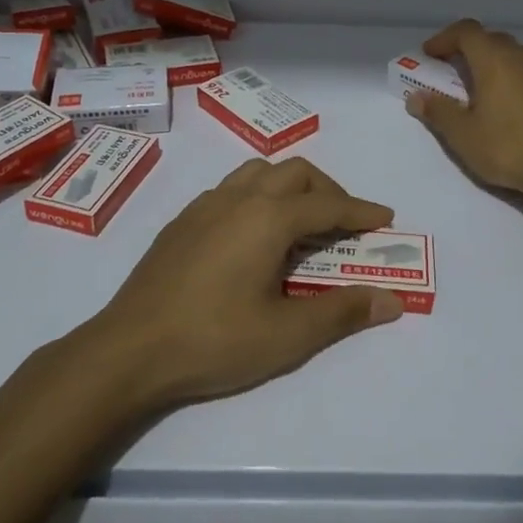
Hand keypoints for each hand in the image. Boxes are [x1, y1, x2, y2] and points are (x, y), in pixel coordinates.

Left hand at [85, 157, 404, 409]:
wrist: (129, 349)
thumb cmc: (214, 340)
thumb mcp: (287, 334)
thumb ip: (342, 312)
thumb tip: (392, 300)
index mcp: (268, 217)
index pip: (329, 205)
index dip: (361, 211)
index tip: (385, 217)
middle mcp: (238, 198)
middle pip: (295, 173)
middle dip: (328, 191)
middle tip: (345, 223)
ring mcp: (205, 206)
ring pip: (258, 173)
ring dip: (290, 187)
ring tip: (301, 222)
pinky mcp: (182, 222)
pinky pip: (231, 189)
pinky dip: (258, 197)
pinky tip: (253, 235)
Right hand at [406, 19, 522, 197]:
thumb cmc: (508, 147)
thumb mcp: (463, 135)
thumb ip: (438, 111)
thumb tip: (416, 97)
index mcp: (494, 60)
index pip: (466, 31)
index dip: (444, 38)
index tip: (430, 56)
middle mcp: (521, 56)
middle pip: (491, 39)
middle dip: (468, 49)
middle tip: (452, 73)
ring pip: (515, 53)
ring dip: (494, 61)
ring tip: (482, 87)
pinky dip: (516, 77)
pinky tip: (511, 104)